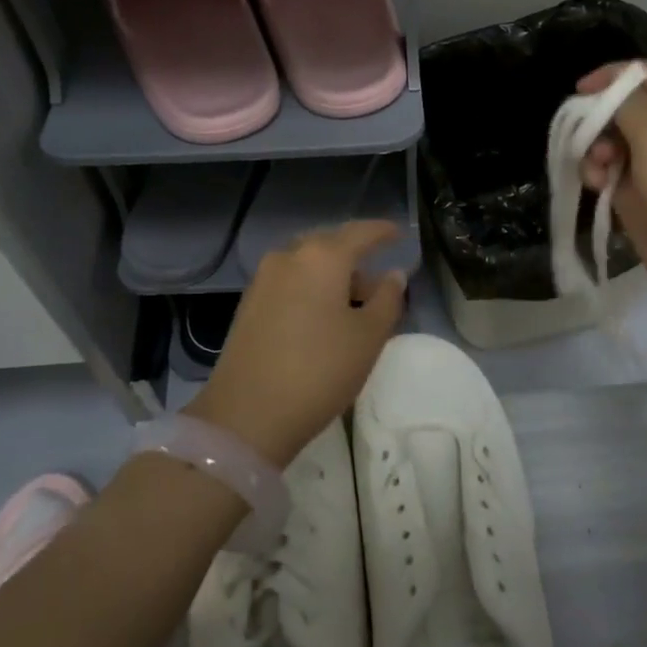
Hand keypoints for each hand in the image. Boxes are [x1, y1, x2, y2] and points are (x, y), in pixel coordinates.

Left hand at [186, 220, 406, 466]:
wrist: (247, 413)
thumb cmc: (319, 370)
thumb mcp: (368, 337)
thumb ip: (387, 299)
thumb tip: (393, 275)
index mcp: (322, 256)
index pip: (361, 232)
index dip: (383, 232)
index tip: (399, 235)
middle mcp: (289, 256)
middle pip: (330, 245)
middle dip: (356, 258)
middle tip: (378, 282)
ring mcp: (264, 278)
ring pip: (308, 264)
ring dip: (333, 277)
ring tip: (354, 306)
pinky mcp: (249, 302)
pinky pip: (290, 281)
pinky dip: (311, 288)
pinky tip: (322, 317)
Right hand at [578, 61, 646, 324]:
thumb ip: (627, 105)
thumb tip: (604, 92)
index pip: (644, 75)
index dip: (611, 76)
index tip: (580, 91)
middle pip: (621, 110)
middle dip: (596, 119)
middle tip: (584, 137)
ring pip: (610, 144)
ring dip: (593, 151)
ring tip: (595, 171)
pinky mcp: (639, 201)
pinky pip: (608, 177)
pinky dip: (597, 178)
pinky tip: (596, 188)